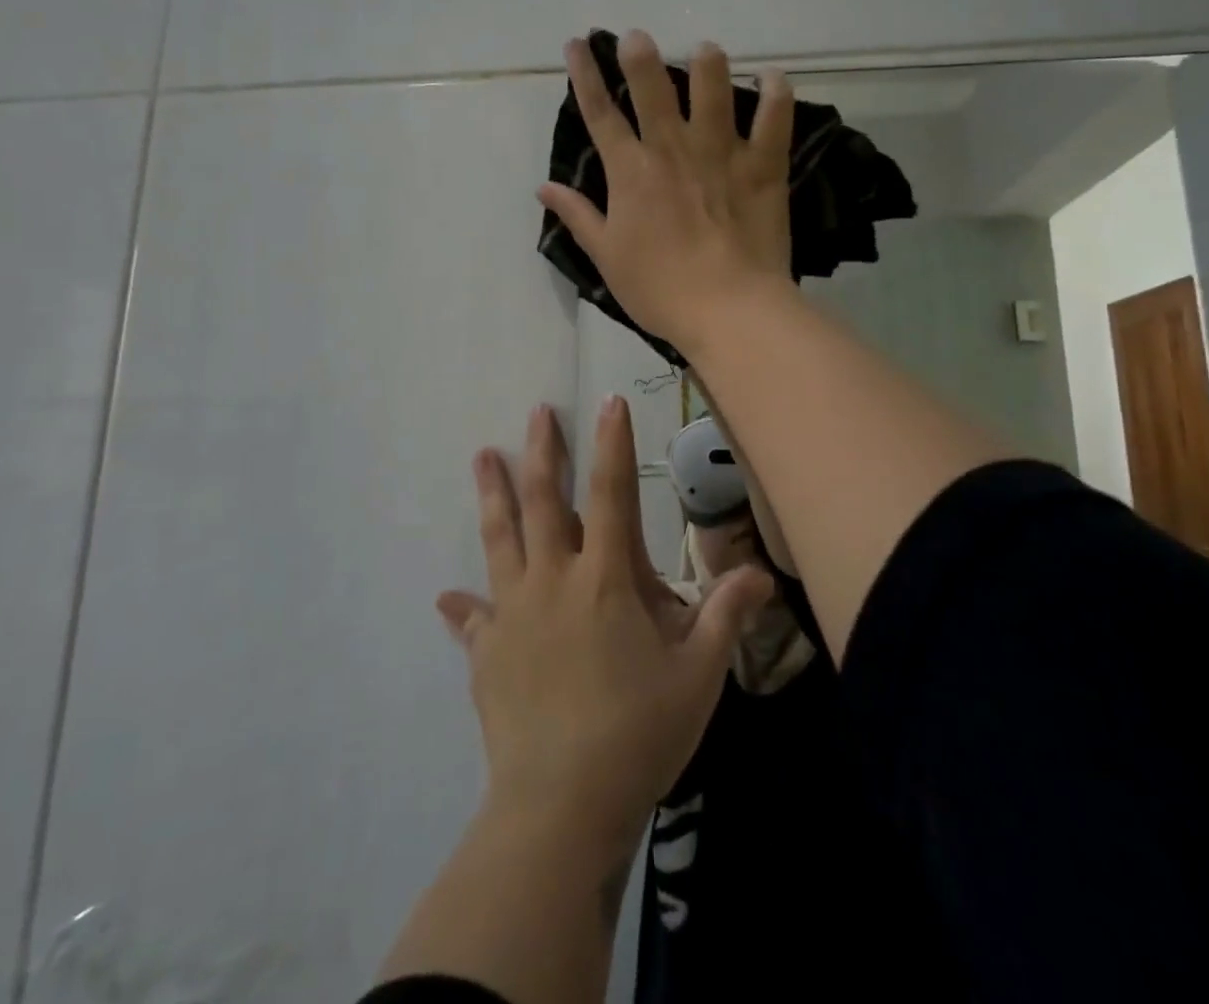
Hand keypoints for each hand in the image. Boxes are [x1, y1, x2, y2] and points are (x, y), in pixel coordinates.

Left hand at [437, 399, 771, 850]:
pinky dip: (462, 607)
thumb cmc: (638, 733)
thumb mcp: (699, 676)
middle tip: (536, 411)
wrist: (561, 805)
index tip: (608, 402)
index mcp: (605, 580)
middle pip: (545, 502)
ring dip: (493, 494)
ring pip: (500, 539)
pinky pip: (471, 621)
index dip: (612, 445)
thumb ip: (726, 616)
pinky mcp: (487, 653)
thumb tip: (762, 572)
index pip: (613, 494)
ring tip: (482, 456)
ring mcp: (513, 614)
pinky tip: (446, 599)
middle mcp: (553, 581)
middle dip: (543, 452)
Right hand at [538, 30, 795, 354]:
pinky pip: (774, 119)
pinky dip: (775, 94)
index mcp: (630, 172)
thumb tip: (542, 187)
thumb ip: (577, 216)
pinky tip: (772, 77)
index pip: (600, 113)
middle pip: (653, 86)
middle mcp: (672, 149)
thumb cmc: (659, 289)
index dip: (584, 75)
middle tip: (638, 36)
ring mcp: (720, 153)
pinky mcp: (763, 167)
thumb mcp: (606, 256)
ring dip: (708, 63)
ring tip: (706, 49)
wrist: (727, 309)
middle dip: (641, 54)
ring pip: (714, 89)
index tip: (577, 44)